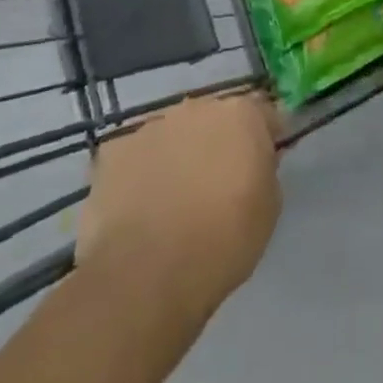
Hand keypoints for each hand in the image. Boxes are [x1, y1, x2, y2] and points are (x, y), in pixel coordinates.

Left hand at [74, 92, 281, 316]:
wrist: (149, 275)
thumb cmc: (224, 241)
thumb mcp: (269, 206)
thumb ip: (264, 169)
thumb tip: (253, 161)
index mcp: (242, 114)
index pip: (263, 114)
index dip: (264, 138)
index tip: (261, 164)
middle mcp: (197, 107)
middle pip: (213, 119)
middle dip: (216, 142)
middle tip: (215, 183)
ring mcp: (151, 126)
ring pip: (172, 135)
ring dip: (177, 155)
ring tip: (171, 201)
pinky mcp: (113, 152)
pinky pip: (134, 157)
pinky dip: (139, 174)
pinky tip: (138, 208)